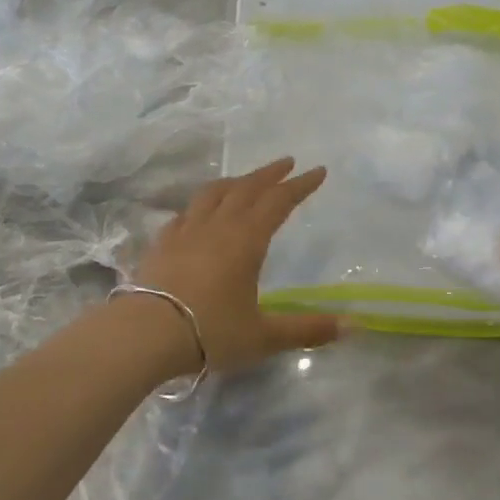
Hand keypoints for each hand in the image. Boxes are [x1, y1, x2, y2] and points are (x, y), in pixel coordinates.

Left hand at [128, 157, 339, 373]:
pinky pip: (186, 213)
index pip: (278, 202)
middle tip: (287, 163)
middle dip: (269, 174)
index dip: (300, 186)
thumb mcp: (263, 336)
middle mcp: (217, 226)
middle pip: (246, 188)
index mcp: (246, 240)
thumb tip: (353, 326)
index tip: (318, 171)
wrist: (146, 333)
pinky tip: (199, 213)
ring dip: (235, 182)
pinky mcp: (161, 243)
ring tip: (245, 180)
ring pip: (213, 193)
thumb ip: (306, 330)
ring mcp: (185, 231)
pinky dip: (201, 205)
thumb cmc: (211, 332)